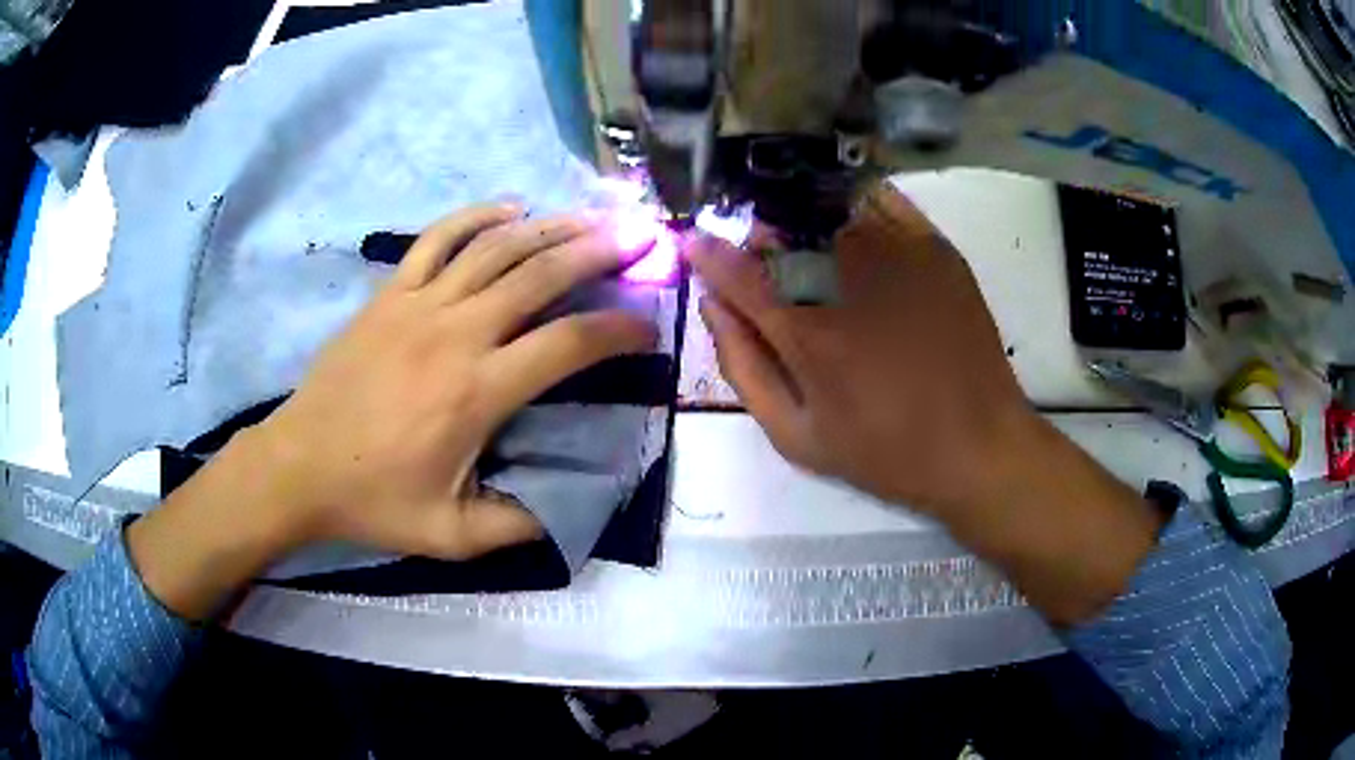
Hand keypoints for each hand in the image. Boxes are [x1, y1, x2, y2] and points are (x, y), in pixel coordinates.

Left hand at [129, 204, 654, 618]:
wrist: (298, 467)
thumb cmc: (374, 500)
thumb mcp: (452, 536)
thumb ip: (519, 524)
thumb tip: (572, 505)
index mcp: (477, 392)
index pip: (568, 346)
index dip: (618, 332)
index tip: (647, 329)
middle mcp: (456, 334)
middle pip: (540, 275)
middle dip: (599, 252)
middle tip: (640, 237)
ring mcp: (418, 305)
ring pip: (496, 247)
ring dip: (551, 227)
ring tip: (592, 217)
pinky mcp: (389, 294)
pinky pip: (438, 238)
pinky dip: (477, 217)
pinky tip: (510, 208)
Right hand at [688, 183, 1161, 623]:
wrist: (979, 445)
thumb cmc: (885, 452)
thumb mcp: (797, 436)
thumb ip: (743, 367)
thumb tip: (712, 306)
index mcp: (807, 334)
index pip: (737, 272)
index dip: (707, 253)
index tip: (694, 242)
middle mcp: (847, 280)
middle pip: (781, 231)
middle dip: (756, 237)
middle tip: (758, 253)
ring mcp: (897, 255)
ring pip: (827, 210)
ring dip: (800, 217)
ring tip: (804, 239)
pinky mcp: (935, 248)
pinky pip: (881, 201)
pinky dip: (854, 202)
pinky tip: (849, 222)